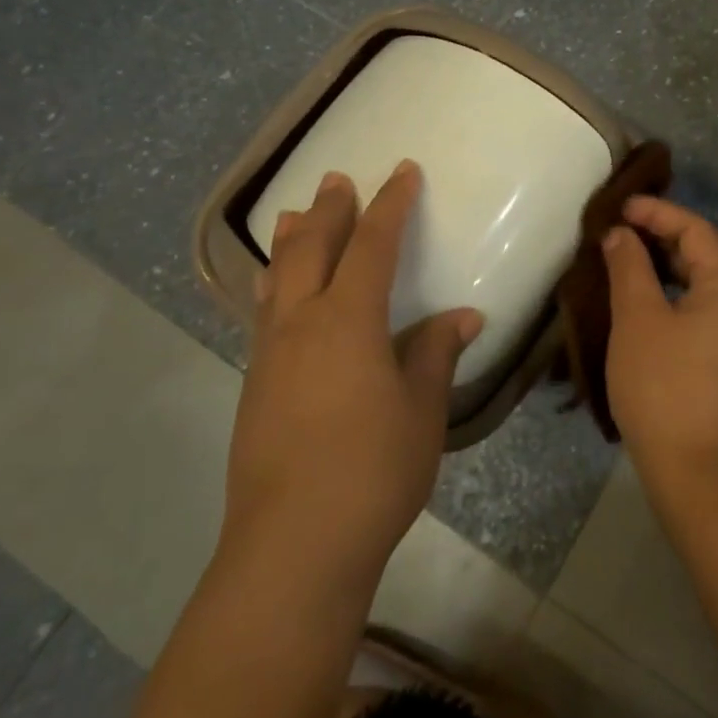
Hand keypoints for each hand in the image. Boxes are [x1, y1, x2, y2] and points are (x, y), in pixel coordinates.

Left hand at [222, 160, 482, 589]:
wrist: (292, 546)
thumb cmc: (372, 471)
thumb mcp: (422, 411)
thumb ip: (436, 354)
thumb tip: (463, 316)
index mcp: (349, 320)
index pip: (373, 244)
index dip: (391, 204)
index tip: (404, 171)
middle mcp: (301, 323)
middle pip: (312, 248)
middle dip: (330, 209)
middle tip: (338, 178)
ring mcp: (270, 354)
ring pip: (277, 277)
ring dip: (291, 240)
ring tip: (293, 214)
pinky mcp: (254, 385)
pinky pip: (263, 312)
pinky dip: (274, 283)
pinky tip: (275, 291)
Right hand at [600, 195, 717, 484]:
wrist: (691, 466)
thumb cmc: (662, 384)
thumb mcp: (638, 318)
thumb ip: (629, 267)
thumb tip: (621, 234)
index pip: (697, 229)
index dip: (658, 212)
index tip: (620, 208)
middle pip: (710, 248)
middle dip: (669, 231)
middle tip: (628, 227)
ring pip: (708, 276)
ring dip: (672, 259)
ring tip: (631, 254)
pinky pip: (704, 301)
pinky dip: (677, 286)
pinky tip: (646, 294)